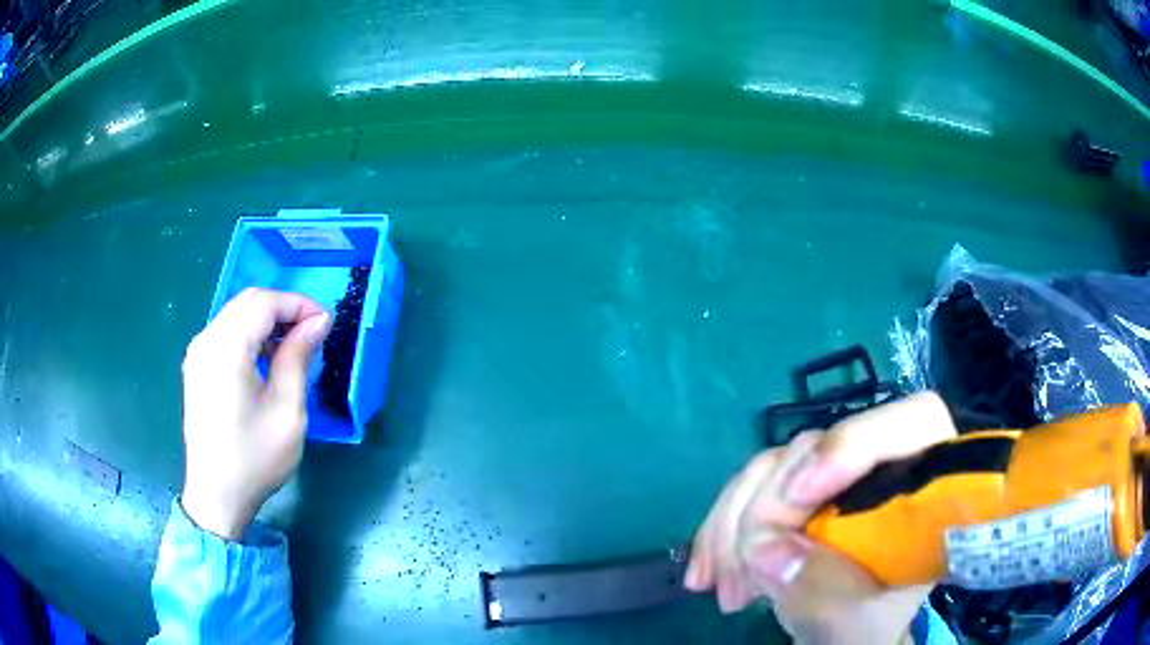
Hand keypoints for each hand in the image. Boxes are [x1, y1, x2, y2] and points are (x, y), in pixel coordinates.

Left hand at [180, 287, 331, 539]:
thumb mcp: (288, 411)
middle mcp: (206, 340)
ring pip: (236, 314)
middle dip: (284, 309)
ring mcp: (197, 353)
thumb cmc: (255, 458)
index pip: (265, 303)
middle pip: (248, 301)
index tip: (326, 324)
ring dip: (267, 321)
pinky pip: (225, 332)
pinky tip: (265, 361)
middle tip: (312, 334)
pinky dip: (250, 334)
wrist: (216, 495)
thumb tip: (317, 322)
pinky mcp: (196, 366)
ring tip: (292, 349)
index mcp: (227, 348)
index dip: (299, 305)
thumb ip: (298, 358)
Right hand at [684, 392, 956, 643]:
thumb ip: (824, 590)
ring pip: (773, 466)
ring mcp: (834, 476)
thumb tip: (765, 549)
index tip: (798, 498)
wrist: (845, 634)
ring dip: (733, 526)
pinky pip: (748, 489)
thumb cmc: (869, 627)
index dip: (853, 446)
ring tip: (720, 588)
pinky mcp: (798, 489)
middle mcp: (879, 465)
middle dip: (768, 510)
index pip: (911, 422)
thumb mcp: (855, 622)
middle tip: (740, 574)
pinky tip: (708, 572)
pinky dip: (722, 530)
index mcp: (925, 486)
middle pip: (819, 448)